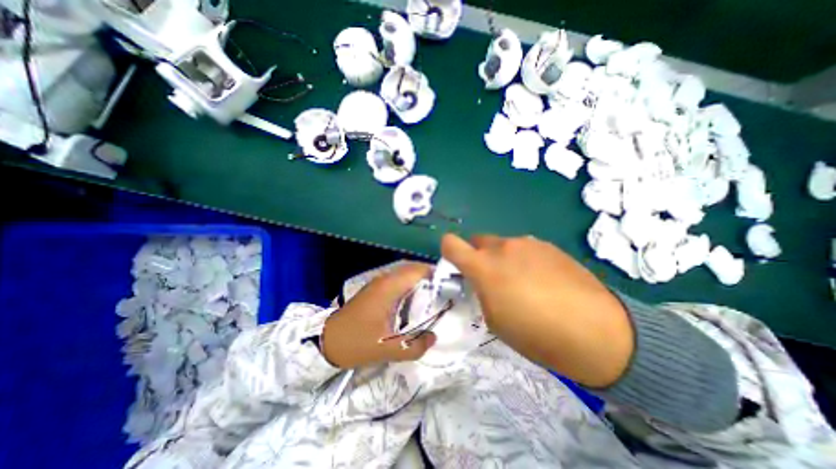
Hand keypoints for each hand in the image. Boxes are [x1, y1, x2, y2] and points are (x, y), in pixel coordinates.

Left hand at [321, 261, 437, 367]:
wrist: (327, 340)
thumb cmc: (356, 342)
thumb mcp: (387, 349)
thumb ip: (415, 346)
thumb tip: (433, 337)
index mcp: (389, 288)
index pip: (418, 271)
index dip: (436, 275)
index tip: (450, 287)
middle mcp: (385, 279)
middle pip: (414, 269)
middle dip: (431, 278)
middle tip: (446, 293)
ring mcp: (379, 282)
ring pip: (406, 274)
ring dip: (421, 281)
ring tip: (436, 296)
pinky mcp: (376, 288)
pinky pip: (399, 280)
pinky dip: (411, 285)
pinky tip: (417, 301)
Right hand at [445, 232, 634, 385]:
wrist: (597, 332)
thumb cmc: (536, 334)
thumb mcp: (494, 320)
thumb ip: (481, 292)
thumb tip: (482, 281)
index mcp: (483, 267)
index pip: (451, 244)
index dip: (448, 250)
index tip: (456, 264)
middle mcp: (502, 248)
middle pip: (478, 240)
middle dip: (478, 255)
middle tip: (492, 277)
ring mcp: (527, 243)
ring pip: (502, 244)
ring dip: (503, 258)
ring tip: (522, 281)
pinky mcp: (549, 245)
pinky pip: (525, 247)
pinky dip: (524, 259)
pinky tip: (542, 279)